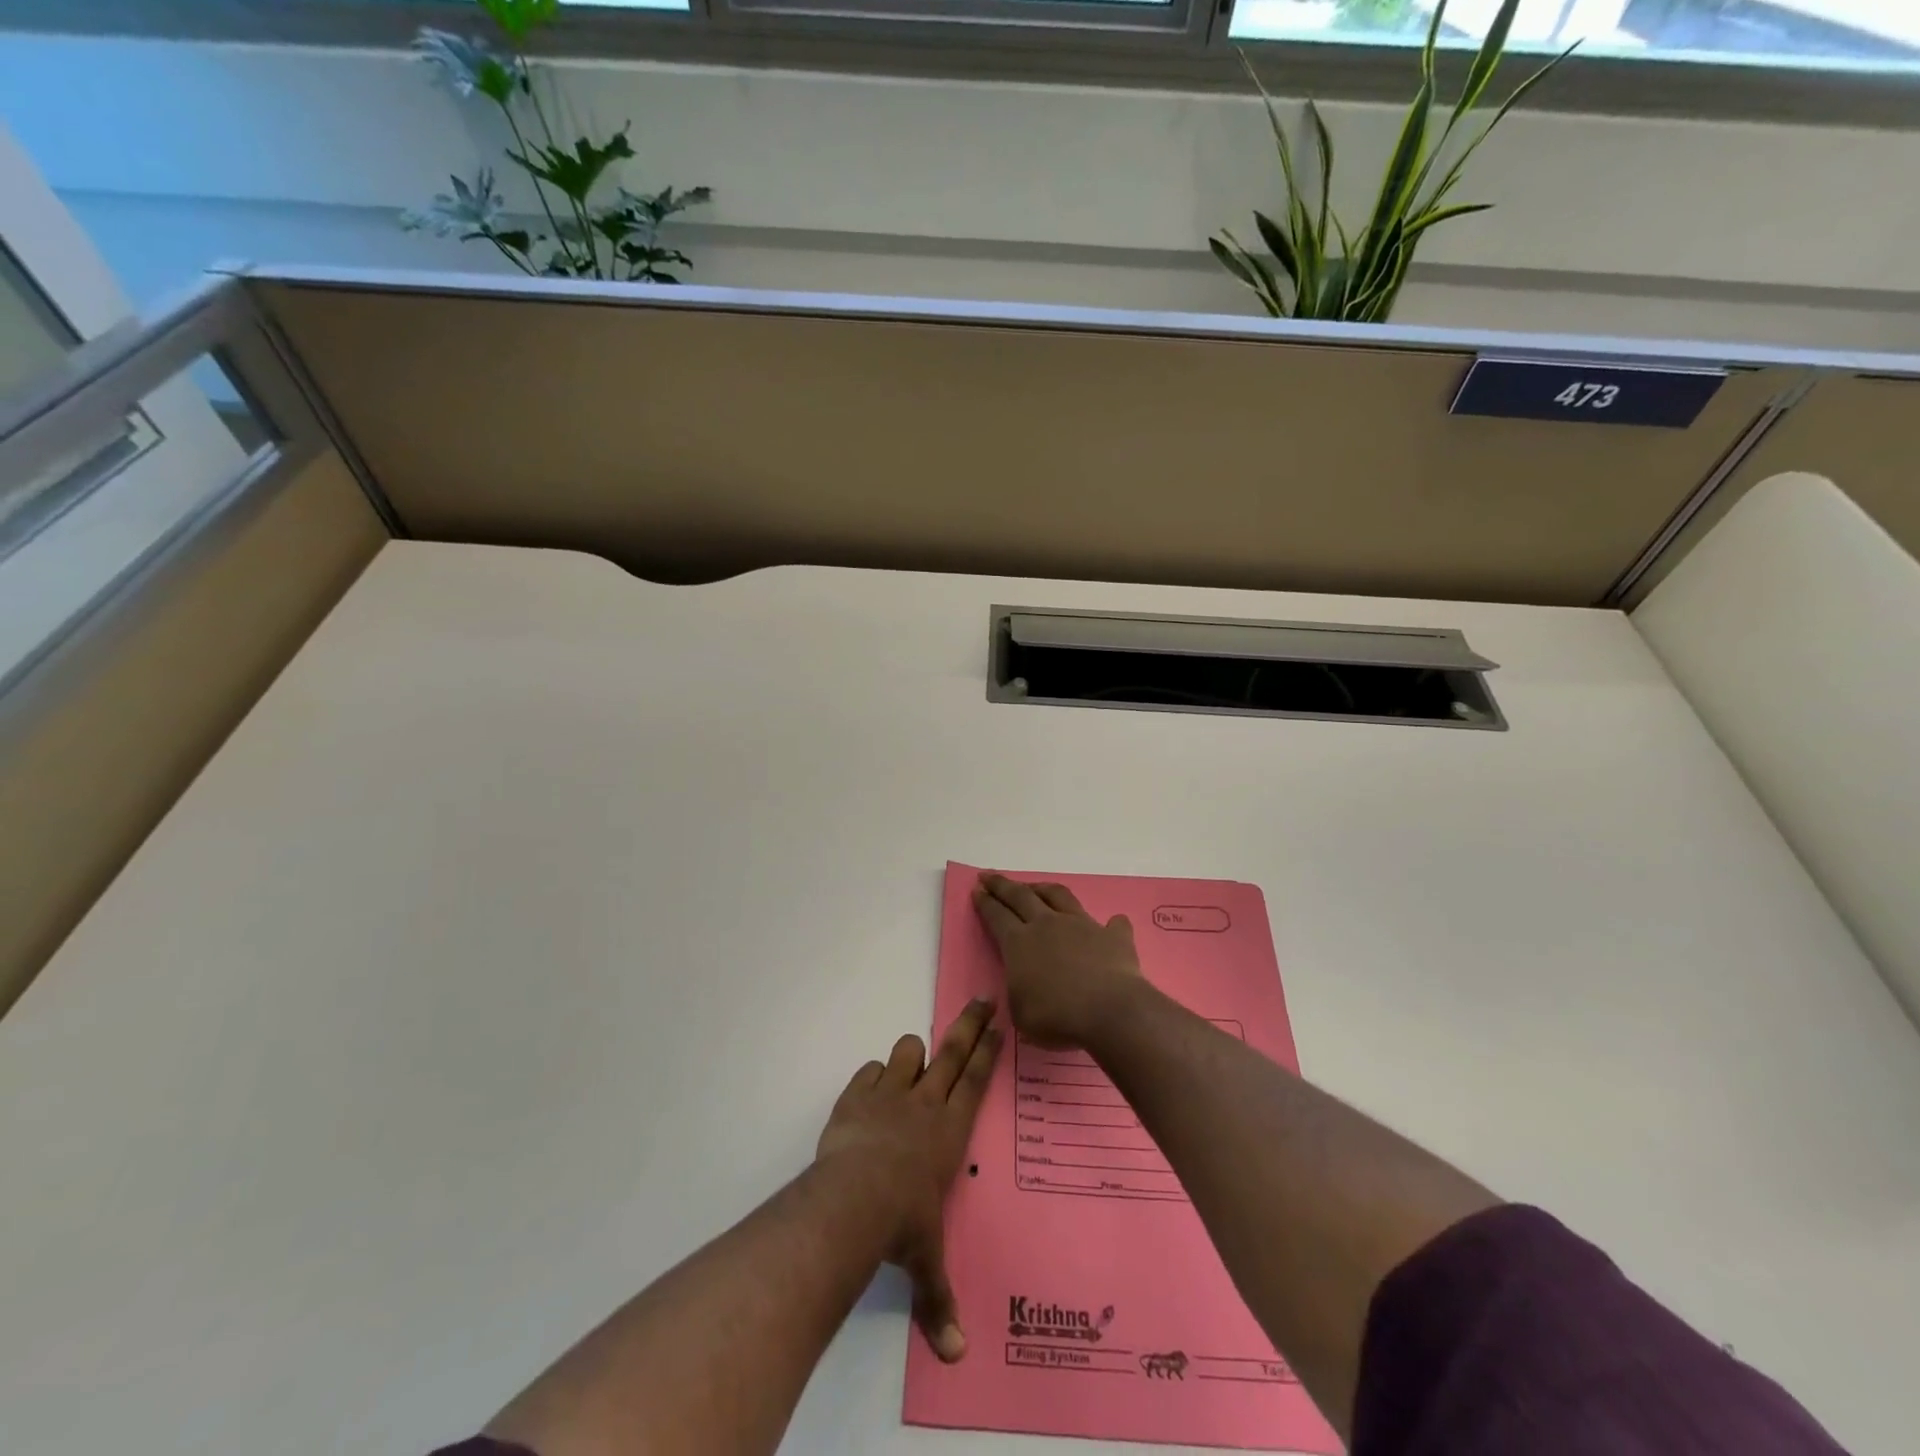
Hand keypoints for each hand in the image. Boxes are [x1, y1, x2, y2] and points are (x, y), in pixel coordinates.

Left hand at [815, 998, 1000, 1362]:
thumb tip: (954, 1356)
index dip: (988, 1050)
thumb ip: (938, 1299)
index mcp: (950, 1130)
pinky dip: (871, 1078)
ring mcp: (889, 1094)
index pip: (976, 1080)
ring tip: (912, 1062)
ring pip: (907, 1053)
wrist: (852, 1201)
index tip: (999, 1023)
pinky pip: (868, 1073)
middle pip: (952, 1051)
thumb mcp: (924, 1261)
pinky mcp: (856, 1097)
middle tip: (982, 999)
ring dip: (911, 1055)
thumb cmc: (902, 1225)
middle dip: (969, 1023)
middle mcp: (925, 1103)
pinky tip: (870, 1090)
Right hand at [972, 873, 1144, 1049]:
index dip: (985, 903)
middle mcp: (1047, 925)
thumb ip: (1019, 992)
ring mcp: (1081, 925)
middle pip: (1020, 896)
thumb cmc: (1057, 1017)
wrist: (1108, 1011)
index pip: (996, 916)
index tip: (977, 890)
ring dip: (1043, 888)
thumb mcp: (1020, 1014)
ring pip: (1057, 895)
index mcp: (1019, 943)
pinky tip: (1112, 923)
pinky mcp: (1112, 936)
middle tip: (989, 876)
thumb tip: (1024, 984)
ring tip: (1035, 886)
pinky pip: (1112, 924)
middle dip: (1002, 885)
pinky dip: (1110, 923)